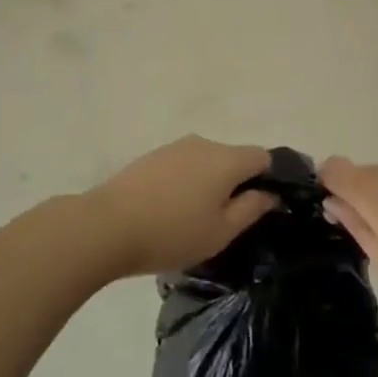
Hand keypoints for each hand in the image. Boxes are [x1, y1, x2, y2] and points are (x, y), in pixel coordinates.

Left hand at [84, 136, 275, 278]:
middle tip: (230, 220)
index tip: (265, 206)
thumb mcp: (221, 231)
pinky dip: (187, 183)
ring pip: (207, 162)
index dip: (270, 179)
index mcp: (227, 159)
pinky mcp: (152, 156)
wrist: (107, 226)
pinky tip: (173, 210)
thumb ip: (251, 209)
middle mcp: (204, 143)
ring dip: (210, 183)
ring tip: (197, 218)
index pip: (264, 157)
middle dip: (238, 183)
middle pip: (234, 158)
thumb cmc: (172, 233)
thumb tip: (270, 194)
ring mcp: (175, 147)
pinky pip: (184, 165)